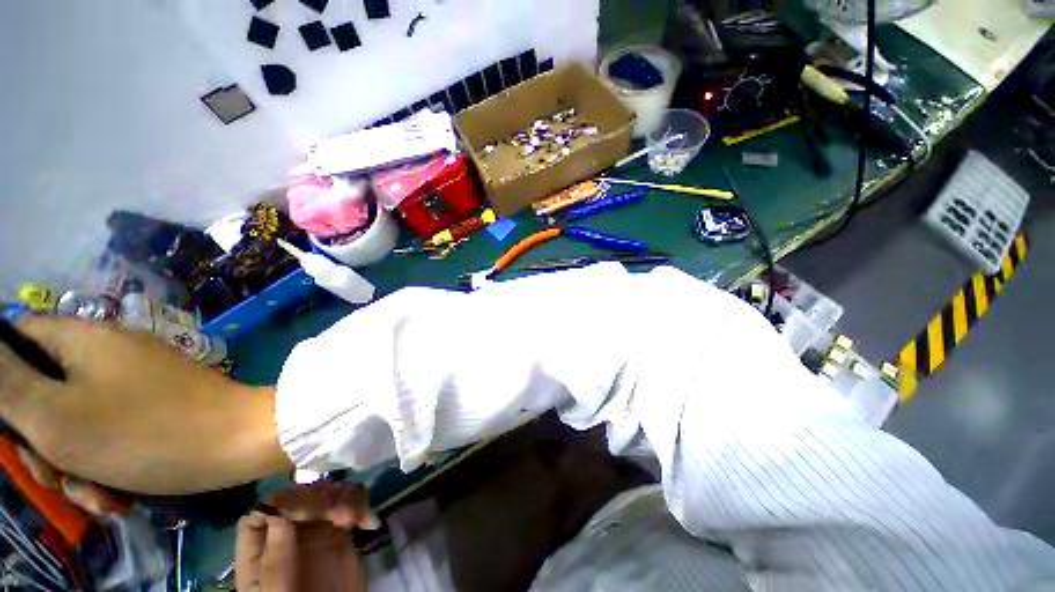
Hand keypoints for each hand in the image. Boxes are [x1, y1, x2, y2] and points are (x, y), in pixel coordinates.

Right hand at [0, 316, 290, 494]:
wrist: (241, 440)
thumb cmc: (144, 433)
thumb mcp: (56, 415)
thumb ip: (9, 383)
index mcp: (84, 340)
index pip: (20, 343)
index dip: (5, 387)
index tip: (15, 432)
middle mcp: (110, 352)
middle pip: (47, 393)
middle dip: (45, 446)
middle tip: (59, 481)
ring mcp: (139, 379)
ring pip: (79, 423)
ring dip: (79, 467)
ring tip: (101, 498)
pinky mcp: (161, 405)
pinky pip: (115, 434)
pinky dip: (109, 467)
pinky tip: (120, 495)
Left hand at [236, 482, 371, 591]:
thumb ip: (274, 562)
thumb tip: (279, 514)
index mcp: (262, 552)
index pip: (263, 511)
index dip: (284, 503)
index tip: (310, 512)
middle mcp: (287, 536)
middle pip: (298, 497)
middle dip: (322, 498)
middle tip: (342, 514)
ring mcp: (315, 532)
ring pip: (327, 494)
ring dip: (346, 497)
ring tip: (357, 517)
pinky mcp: (341, 533)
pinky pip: (351, 504)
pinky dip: (362, 504)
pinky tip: (368, 521)